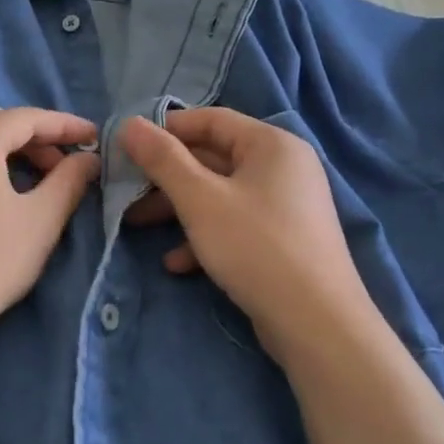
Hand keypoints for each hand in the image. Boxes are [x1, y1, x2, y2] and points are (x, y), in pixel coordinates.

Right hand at [120, 108, 370, 364]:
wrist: (317, 324)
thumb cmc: (255, 246)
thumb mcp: (199, 199)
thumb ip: (162, 159)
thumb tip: (128, 123)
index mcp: (271, 144)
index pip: (211, 119)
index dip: (166, 129)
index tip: (128, 147)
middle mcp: (283, 167)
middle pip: (213, 158)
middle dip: (166, 176)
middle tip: (126, 189)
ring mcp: (285, 206)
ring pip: (219, 194)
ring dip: (178, 208)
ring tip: (137, 225)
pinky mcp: (282, 240)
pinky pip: (235, 224)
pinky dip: (204, 236)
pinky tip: (176, 263)